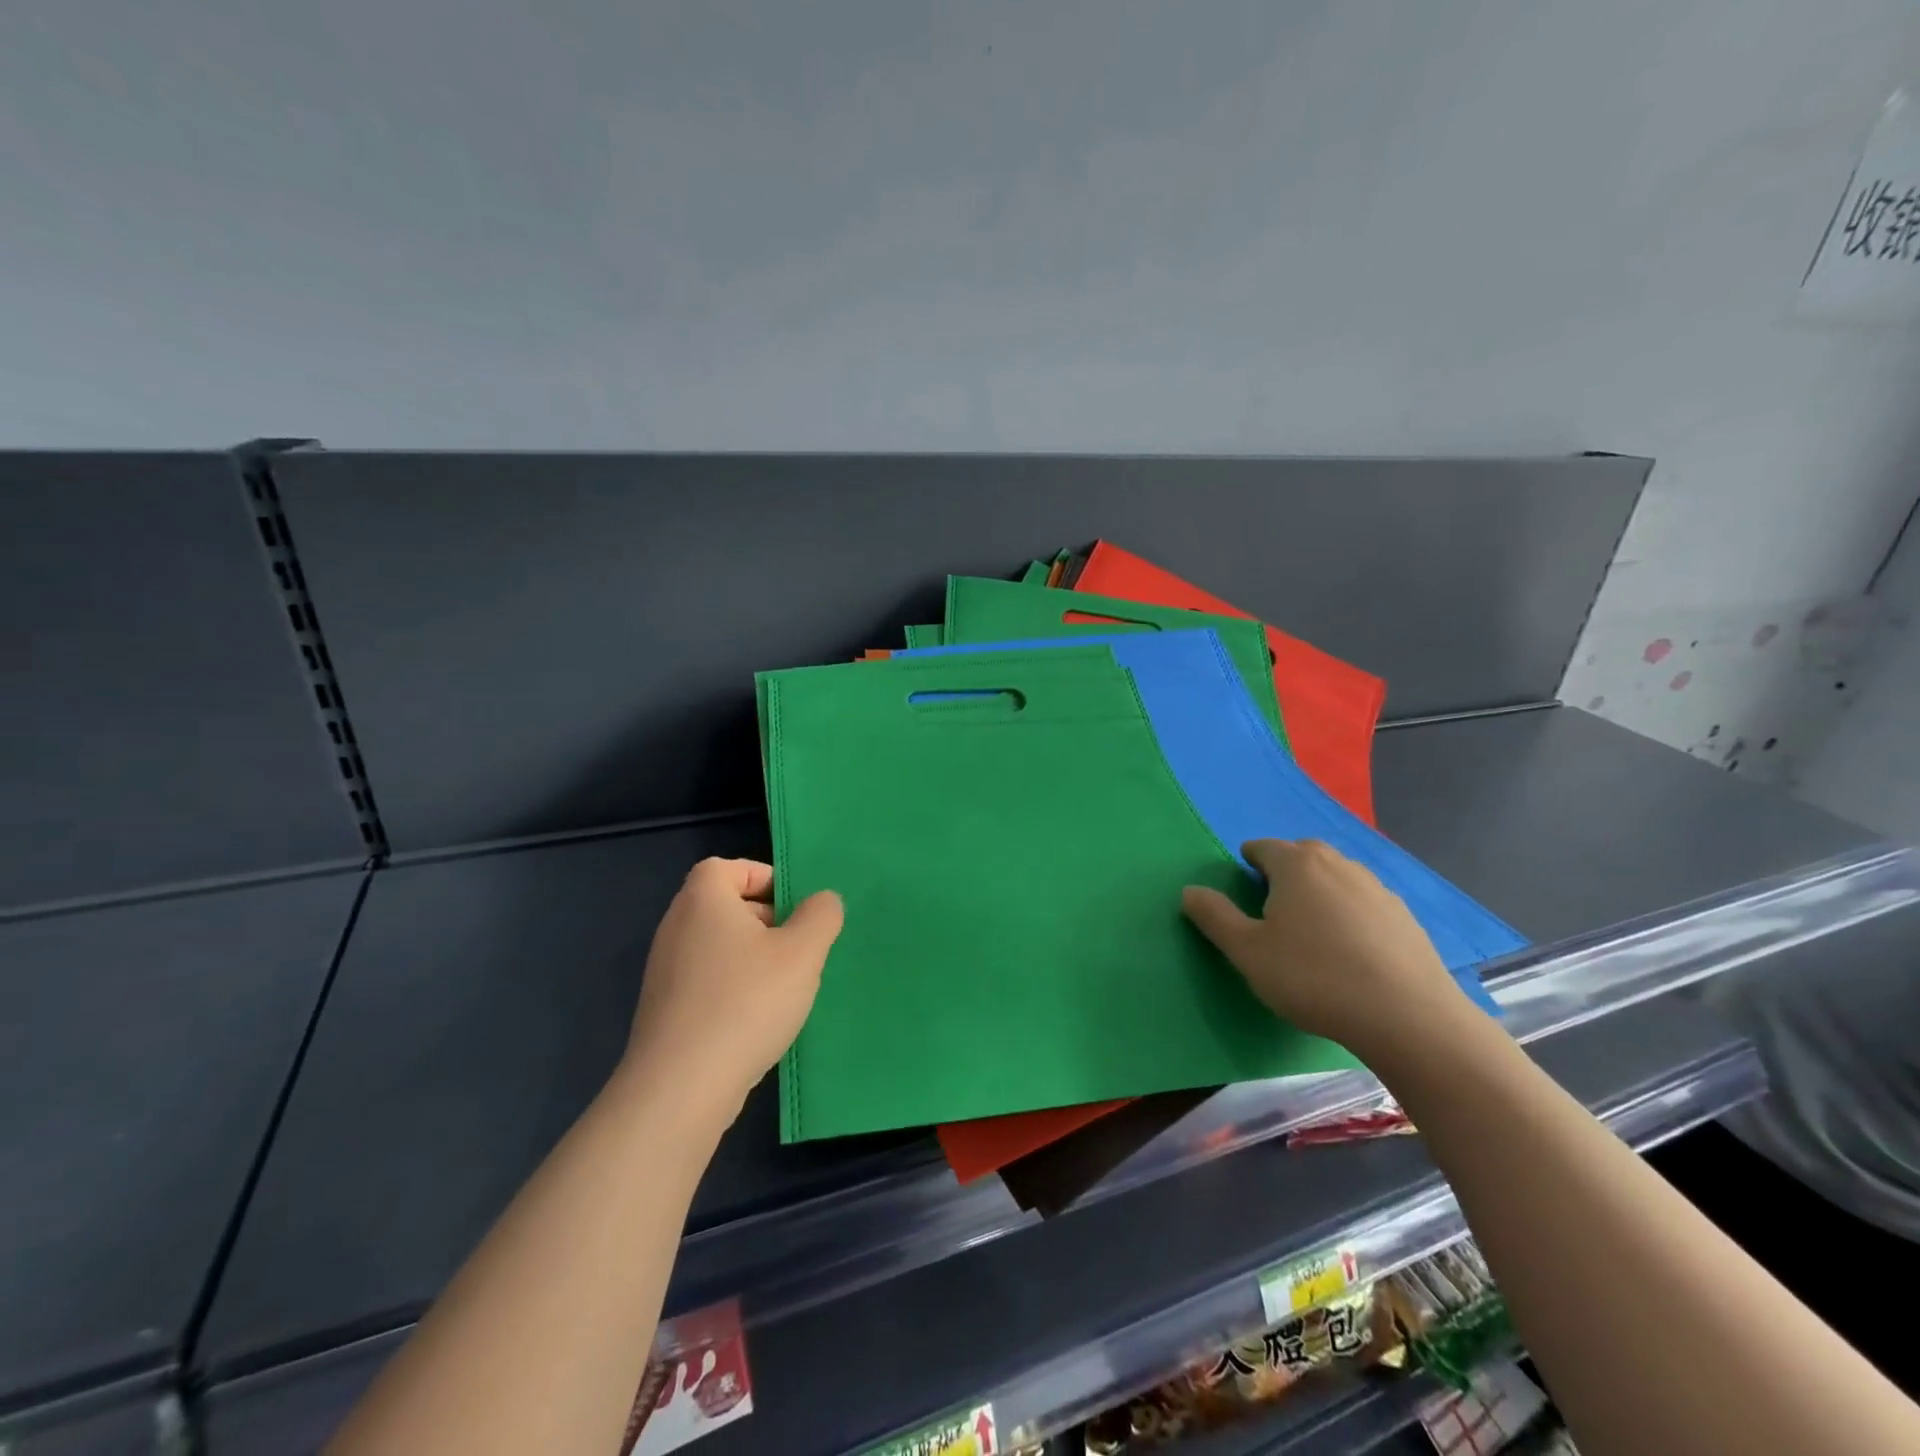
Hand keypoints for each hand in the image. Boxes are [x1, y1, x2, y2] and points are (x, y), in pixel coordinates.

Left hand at [623, 858, 843, 1124]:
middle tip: (798, 948)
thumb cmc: (746, 1002)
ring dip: (753, 959)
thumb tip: (822, 901)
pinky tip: (757, 1020)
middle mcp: (676, 927)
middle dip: (766, 921)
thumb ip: (821, 916)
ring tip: (784, 988)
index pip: (729, 867)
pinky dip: (733, 989)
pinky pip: (707, 982)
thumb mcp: (802, 952)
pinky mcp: (665, 1010)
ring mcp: (665, 971)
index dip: (765, 879)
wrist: (681, 1088)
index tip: (795, 908)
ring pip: (719, 947)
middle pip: (725, 906)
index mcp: (703, 899)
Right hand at [1182, 839, 1469, 1060]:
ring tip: (1312, 934)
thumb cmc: (1313, 978)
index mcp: (1297, 865)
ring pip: (1336, 878)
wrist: (1407, 1018)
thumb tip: (1189, 890)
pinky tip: (1350, 953)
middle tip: (1272, 912)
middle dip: (1284, 874)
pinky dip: (1350, 915)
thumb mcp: (1247, 952)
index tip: (1243, 892)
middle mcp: (1338, 864)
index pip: (1262, 848)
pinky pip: (1364, 903)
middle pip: (1302, 856)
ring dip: (1319, 893)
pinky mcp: (1405, 917)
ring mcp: (1377, 888)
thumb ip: (1214, 916)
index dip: (1247, 865)